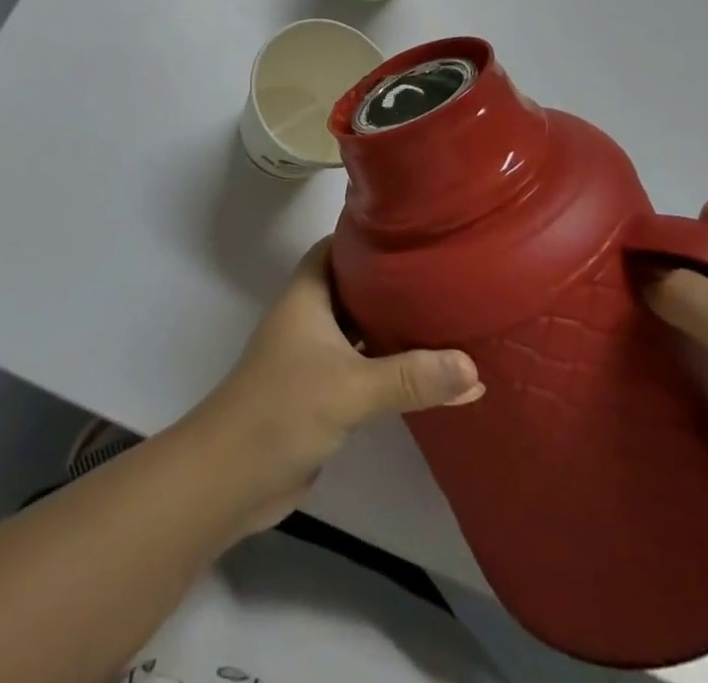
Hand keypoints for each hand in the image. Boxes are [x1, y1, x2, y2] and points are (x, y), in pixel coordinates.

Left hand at [186, 238, 482, 532]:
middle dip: (393, 282)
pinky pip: (361, 366)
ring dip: (393, 327)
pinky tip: (426, 372)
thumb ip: (411, 377)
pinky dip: (388, 365)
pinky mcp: (321, 391)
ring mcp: (313, 354)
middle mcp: (309, 316)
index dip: (370, 236)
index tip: (414, 232)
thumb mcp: (352, 386)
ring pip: (360, 328)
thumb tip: (473, 367)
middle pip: (354, 286)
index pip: (338, 246)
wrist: (234, 474)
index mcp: (308, 293)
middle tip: (443, 276)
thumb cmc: (285, 407)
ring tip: (445, 317)